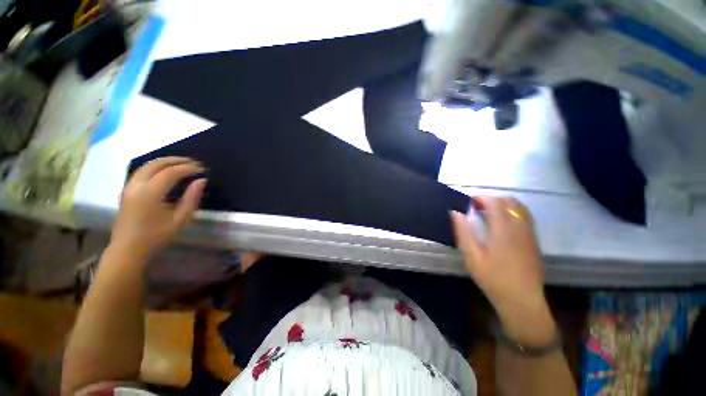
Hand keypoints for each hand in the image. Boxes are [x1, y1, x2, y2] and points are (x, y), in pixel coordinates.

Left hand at [110, 157, 205, 258]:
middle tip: (194, 163)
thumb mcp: (180, 219)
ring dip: (165, 161)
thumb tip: (201, 181)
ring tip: (181, 163)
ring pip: (146, 165)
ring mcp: (129, 187)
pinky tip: (165, 171)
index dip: (188, 168)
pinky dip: (155, 167)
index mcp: (150, 193)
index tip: (202, 170)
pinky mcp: (126, 190)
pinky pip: (141, 171)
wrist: (128, 249)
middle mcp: (137, 185)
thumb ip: (192, 198)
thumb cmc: (156, 236)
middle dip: (176, 160)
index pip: (171, 172)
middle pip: (156, 164)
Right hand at [451, 197, 555, 346]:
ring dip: (503, 204)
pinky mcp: (534, 241)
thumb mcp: (472, 256)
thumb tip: (455, 212)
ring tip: (489, 212)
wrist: (522, 300)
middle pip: (509, 201)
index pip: (495, 202)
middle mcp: (520, 227)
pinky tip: (503, 224)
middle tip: (476, 207)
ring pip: (520, 208)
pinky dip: (513, 212)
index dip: (481, 197)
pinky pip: (525, 217)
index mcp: (503, 229)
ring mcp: (530, 234)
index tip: (468, 201)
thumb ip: (463, 232)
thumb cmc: (493, 278)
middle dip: (492, 199)